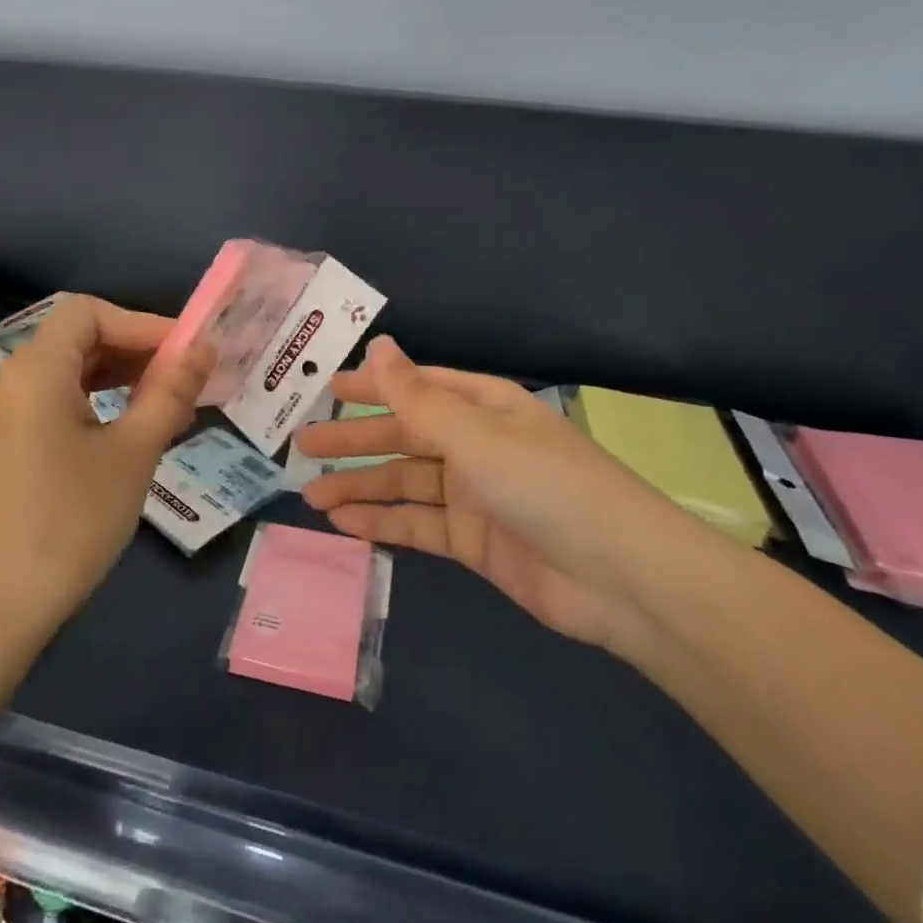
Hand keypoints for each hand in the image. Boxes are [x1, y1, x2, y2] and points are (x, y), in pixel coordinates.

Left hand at [0, 296, 210, 640]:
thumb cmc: (71, 520)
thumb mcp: (133, 452)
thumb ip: (170, 393)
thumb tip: (205, 349)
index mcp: (37, 369)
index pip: (90, 312)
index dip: (141, 323)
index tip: (186, 352)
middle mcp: (15, 380)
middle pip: (80, 338)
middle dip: (136, 350)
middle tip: (187, 377)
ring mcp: (9, 414)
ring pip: (72, 371)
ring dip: (121, 376)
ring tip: (170, 402)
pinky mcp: (12, 444)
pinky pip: (60, 401)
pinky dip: (99, 401)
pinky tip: (133, 428)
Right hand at [296, 338, 686, 648]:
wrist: (621, 579)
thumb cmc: (545, 486)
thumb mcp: (474, 435)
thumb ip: (416, 397)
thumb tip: (378, 343)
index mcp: (482, 406)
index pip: (416, 388)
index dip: (371, 387)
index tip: (325, 390)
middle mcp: (475, 444)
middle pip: (403, 437)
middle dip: (354, 441)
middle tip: (302, 447)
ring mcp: (474, 495)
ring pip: (404, 483)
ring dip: (359, 487)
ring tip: (311, 494)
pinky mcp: (473, 541)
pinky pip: (417, 525)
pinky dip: (382, 523)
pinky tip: (345, 525)